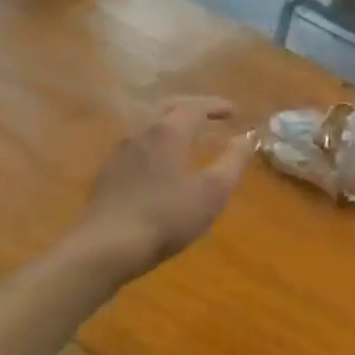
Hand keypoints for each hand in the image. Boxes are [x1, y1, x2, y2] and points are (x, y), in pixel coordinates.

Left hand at [70, 97, 254, 278]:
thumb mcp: (213, 191)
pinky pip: (138, 144)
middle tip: (212, 114)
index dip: (216, 106)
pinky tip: (162, 162)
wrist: (106, 248)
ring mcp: (120, 152)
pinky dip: (157, 141)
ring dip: (172, 123)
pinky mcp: (108, 173)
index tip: (234, 111)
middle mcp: (142, 133)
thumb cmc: (166, 217)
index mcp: (168, 132)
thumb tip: (248, 138)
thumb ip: (234, 161)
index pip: (195, 107)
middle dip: (193, 106)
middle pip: (168, 107)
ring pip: (149, 125)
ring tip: (189, 135)